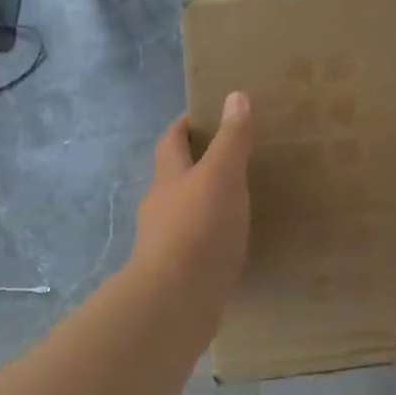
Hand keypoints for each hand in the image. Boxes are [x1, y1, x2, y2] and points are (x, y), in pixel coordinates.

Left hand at [133, 92, 253, 304]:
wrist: (176, 299)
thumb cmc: (198, 227)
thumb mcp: (221, 175)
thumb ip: (231, 139)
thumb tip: (235, 95)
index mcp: (168, 177)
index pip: (171, 141)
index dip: (185, 125)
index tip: (205, 116)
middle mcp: (160, 205)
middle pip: (174, 176)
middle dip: (196, 164)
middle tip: (230, 157)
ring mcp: (165, 241)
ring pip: (183, 211)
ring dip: (203, 203)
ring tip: (236, 200)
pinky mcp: (177, 272)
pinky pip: (195, 244)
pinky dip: (210, 237)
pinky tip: (230, 243)